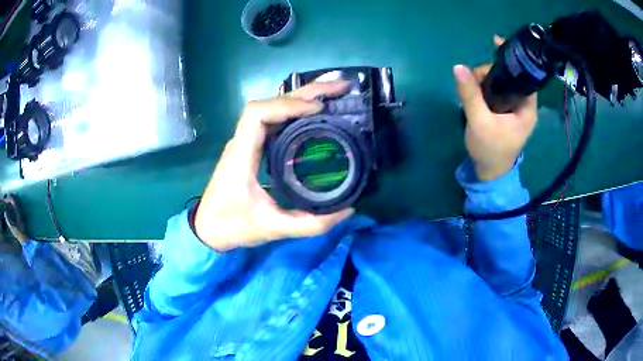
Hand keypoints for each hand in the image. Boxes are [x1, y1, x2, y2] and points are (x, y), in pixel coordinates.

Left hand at [194, 82, 353, 251]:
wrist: (208, 230)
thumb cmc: (232, 227)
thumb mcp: (273, 228)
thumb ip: (310, 223)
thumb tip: (348, 209)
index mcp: (241, 154)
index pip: (258, 113)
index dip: (288, 105)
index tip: (318, 109)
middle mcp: (243, 141)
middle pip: (271, 103)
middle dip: (306, 93)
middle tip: (340, 89)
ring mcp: (247, 143)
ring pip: (273, 108)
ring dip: (302, 98)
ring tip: (333, 96)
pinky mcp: (252, 149)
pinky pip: (275, 122)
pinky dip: (296, 113)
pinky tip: (315, 115)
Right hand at [454, 36, 537, 180]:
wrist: (488, 172)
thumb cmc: (490, 150)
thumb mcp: (479, 122)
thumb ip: (470, 94)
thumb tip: (458, 66)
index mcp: (527, 108)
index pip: (525, 76)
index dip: (513, 59)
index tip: (497, 44)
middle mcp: (523, 105)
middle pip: (511, 76)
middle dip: (493, 71)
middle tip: (474, 78)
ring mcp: (514, 108)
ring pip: (502, 83)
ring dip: (486, 79)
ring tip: (471, 86)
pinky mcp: (504, 111)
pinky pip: (497, 91)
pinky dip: (486, 86)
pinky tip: (475, 89)